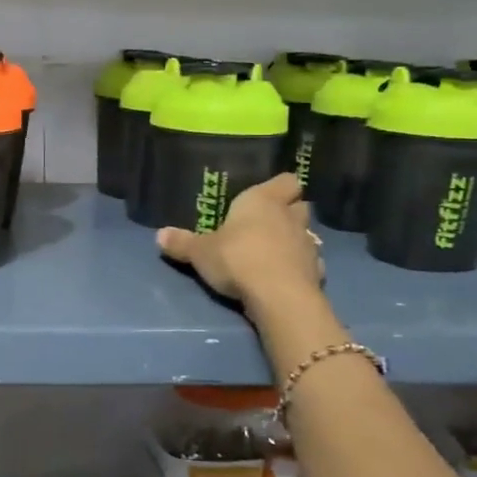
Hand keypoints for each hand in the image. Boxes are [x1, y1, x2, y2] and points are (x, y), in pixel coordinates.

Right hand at [156, 173, 324, 313]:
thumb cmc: (237, 259)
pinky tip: (285, 276)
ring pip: (307, 233)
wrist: (278, 296)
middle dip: (288, 212)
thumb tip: (159, 235)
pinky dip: (300, 267)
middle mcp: (290, 216)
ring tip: (274, 252)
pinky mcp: (317, 271)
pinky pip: (310, 263)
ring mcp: (308, 244)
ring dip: (294, 240)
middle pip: (300, 205)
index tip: (267, 196)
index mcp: (263, 200)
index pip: (286, 180)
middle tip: (267, 224)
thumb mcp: (200, 252)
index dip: (279, 187)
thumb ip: (182, 243)